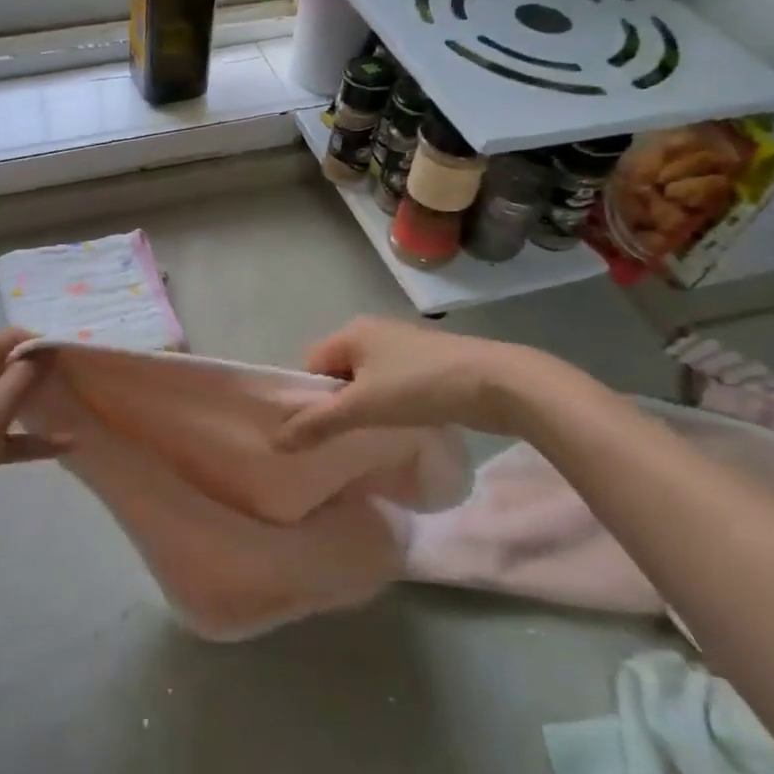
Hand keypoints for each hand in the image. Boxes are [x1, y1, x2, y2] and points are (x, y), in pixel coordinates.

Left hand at [0, 328, 65, 549]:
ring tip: (75, 405)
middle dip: (41, 373)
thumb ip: (22, 378)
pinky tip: (63, 446)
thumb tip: (46, 349)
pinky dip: (28, 438)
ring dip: (36, 405)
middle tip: (78, 380)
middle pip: (7, 368)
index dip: (39, 343)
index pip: (6, 339)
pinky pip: (3, 434)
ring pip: (6, 402)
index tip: (72, 355)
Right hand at [273, 317, 551, 449]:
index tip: (316, 430)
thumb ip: (316, 424)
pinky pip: (391, 385)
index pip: (310, 365)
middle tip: (341, 437)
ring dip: (364, 408)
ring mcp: (403, 346)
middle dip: (336, 405)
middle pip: (337, 373)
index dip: (308, 398)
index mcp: (351, 331)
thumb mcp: (361, 407)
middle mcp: (373, 331)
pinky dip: (388, 405)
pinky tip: (398, 426)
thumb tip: (275, 442)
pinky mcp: (428, 363)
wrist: (498, 383)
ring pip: (366, 381)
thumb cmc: (419, 386)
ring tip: (370, 436)